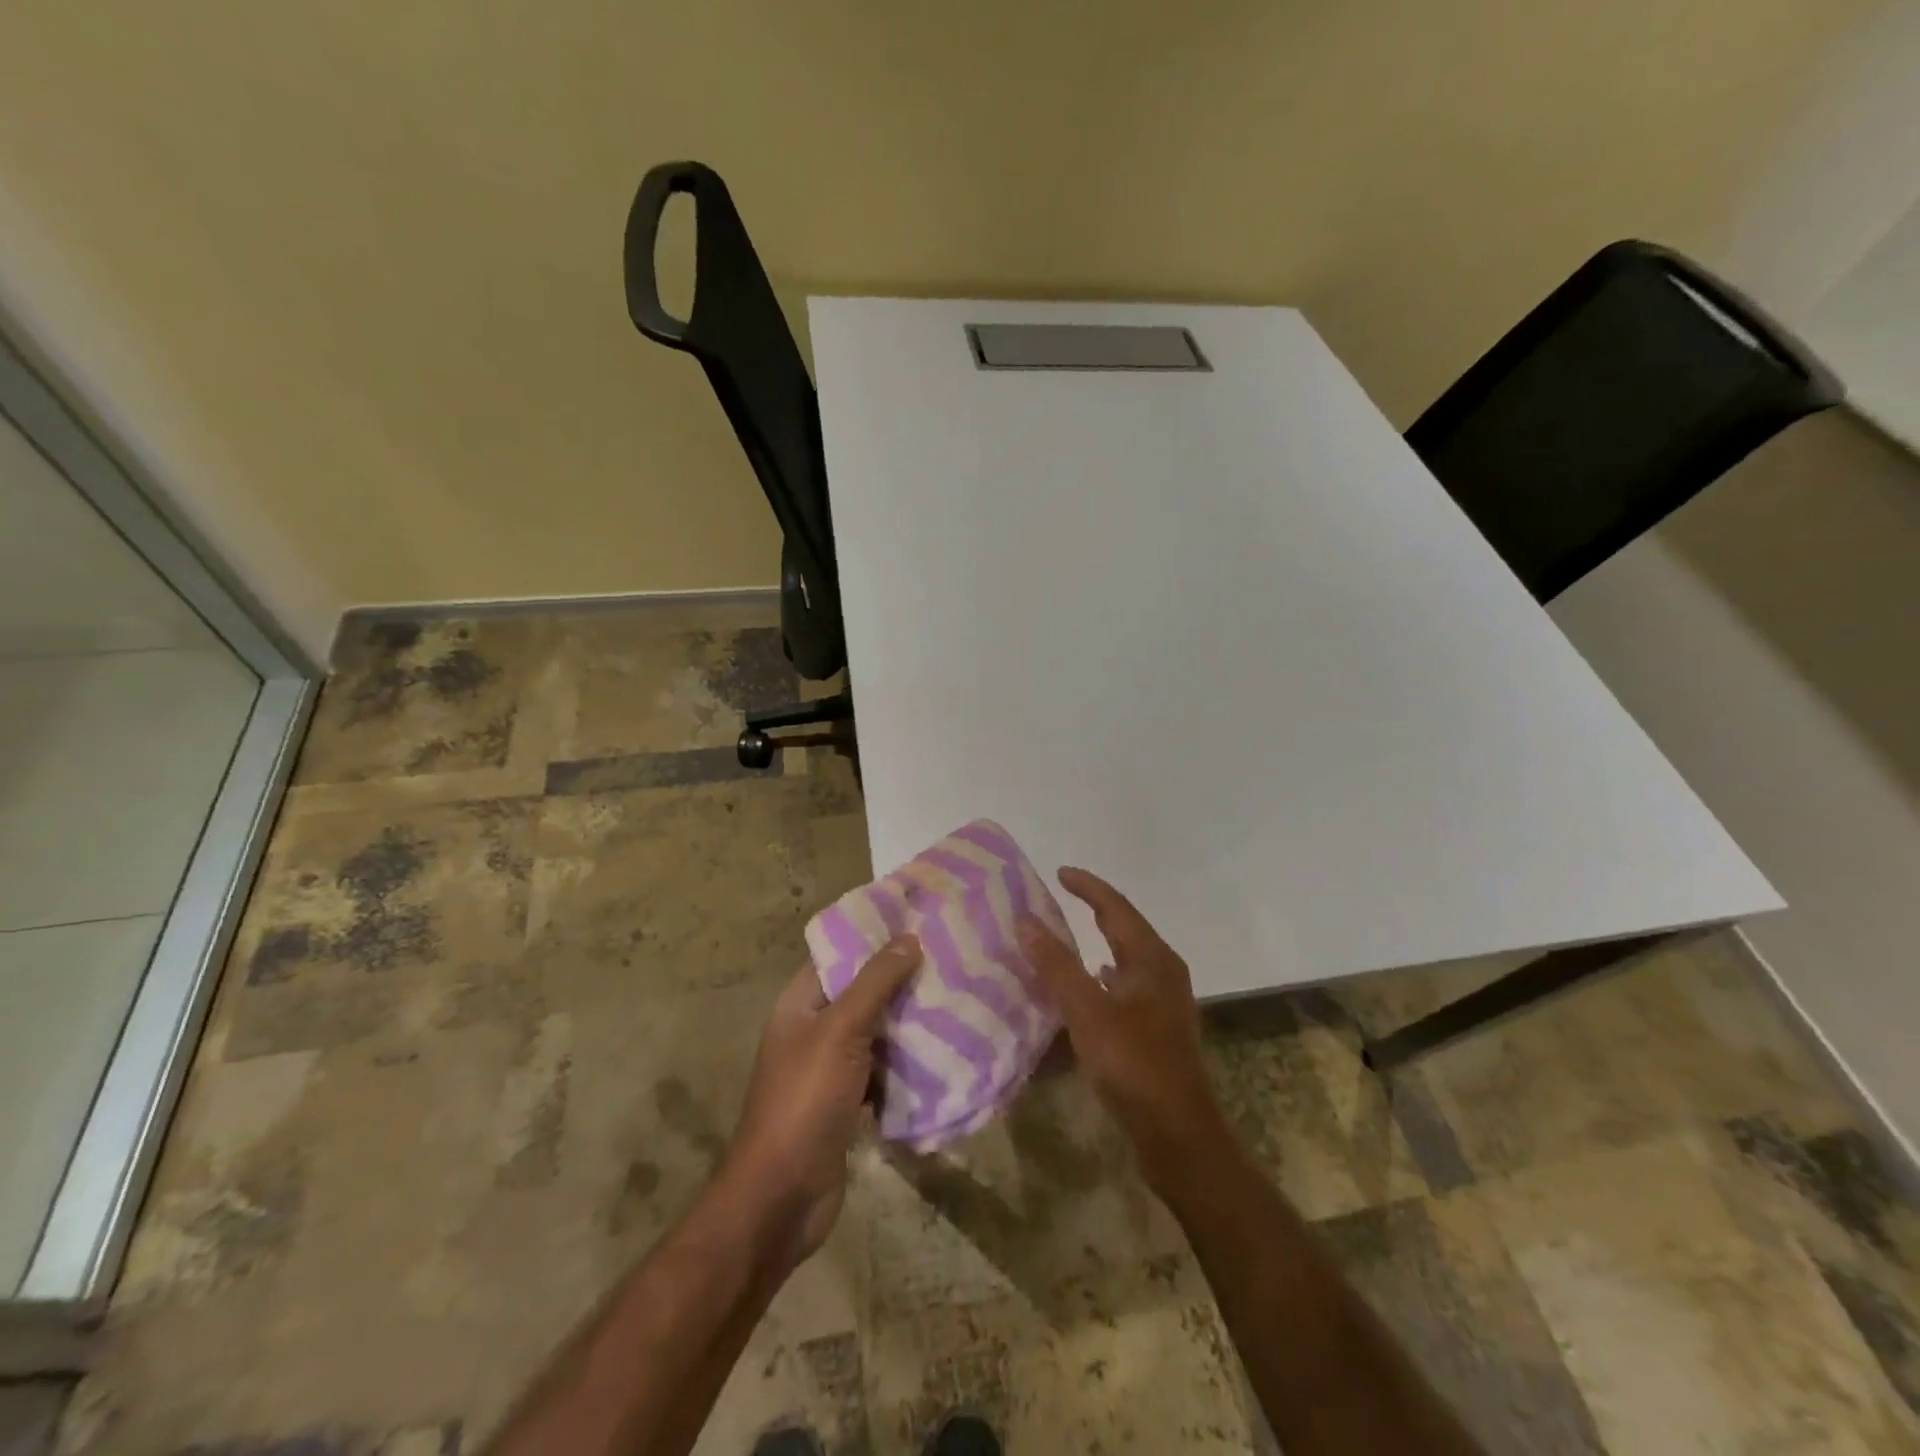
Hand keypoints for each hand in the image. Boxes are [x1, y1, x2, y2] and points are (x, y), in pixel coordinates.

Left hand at [723, 936, 921, 1264]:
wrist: (782, 1197)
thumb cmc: (805, 1100)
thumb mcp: (840, 1031)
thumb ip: (874, 983)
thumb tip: (908, 938)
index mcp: (800, 1003)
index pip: (839, 955)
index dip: (875, 937)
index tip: (920, 921)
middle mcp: (813, 1029)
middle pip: (862, 993)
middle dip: (902, 980)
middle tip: (951, 959)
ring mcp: (830, 1068)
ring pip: (877, 1032)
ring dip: (909, 1022)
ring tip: (957, 998)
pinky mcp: (848, 1101)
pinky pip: (883, 1070)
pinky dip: (907, 1063)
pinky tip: (945, 1052)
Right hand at [1018, 868, 1228, 1189]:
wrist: (1179, 1134)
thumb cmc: (1134, 1065)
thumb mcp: (1088, 1012)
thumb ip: (1056, 965)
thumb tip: (1026, 920)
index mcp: (1152, 959)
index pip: (1116, 907)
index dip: (1087, 887)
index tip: (1059, 872)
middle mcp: (1162, 972)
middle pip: (1125, 928)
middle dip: (1094, 909)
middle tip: (1059, 897)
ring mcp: (1163, 1001)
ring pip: (1126, 958)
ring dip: (1097, 942)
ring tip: (1064, 936)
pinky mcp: (1157, 1028)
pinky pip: (1125, 985)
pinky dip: (1102, 976)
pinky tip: (1086, 986)